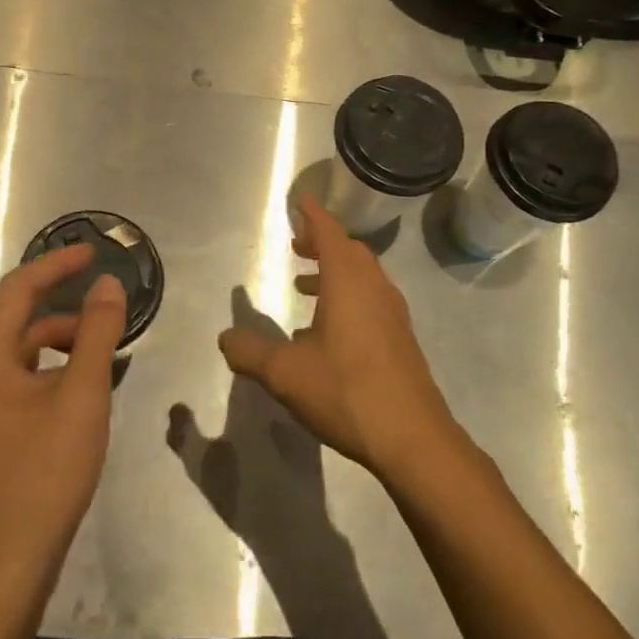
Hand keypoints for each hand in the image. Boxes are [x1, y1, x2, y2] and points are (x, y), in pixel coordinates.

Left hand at [0, 245, 125, 614]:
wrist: (4, 563)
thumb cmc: (43, 472)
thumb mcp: (82, 395)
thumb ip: (96, 333)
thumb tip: (107, 282)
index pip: (18, 288)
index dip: (56, 264)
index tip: (92, 251)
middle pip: (11, 312)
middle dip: (52, 293)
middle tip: (93, 284)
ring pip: (17, 347)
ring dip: (55, 332)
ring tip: (98, 338)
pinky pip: (20, 374)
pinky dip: (50, 364)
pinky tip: (80, 381)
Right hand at [218, 195, 458, 480]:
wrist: (413, 437)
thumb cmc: (346, 392)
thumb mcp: (286, 373)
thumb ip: (251, 352)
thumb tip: (225, 338)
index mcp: (348, 283)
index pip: (330, 234)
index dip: (314, 215)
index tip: (301, 200)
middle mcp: (375, 289)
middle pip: (350, 251)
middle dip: (323, 242)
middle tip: (298, 244)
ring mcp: (393, 314)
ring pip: (364, 276)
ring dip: (335, 271)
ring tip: (304, 286)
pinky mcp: (401, 339)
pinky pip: (372, 300)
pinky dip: (348, 296)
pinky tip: (328, 331)